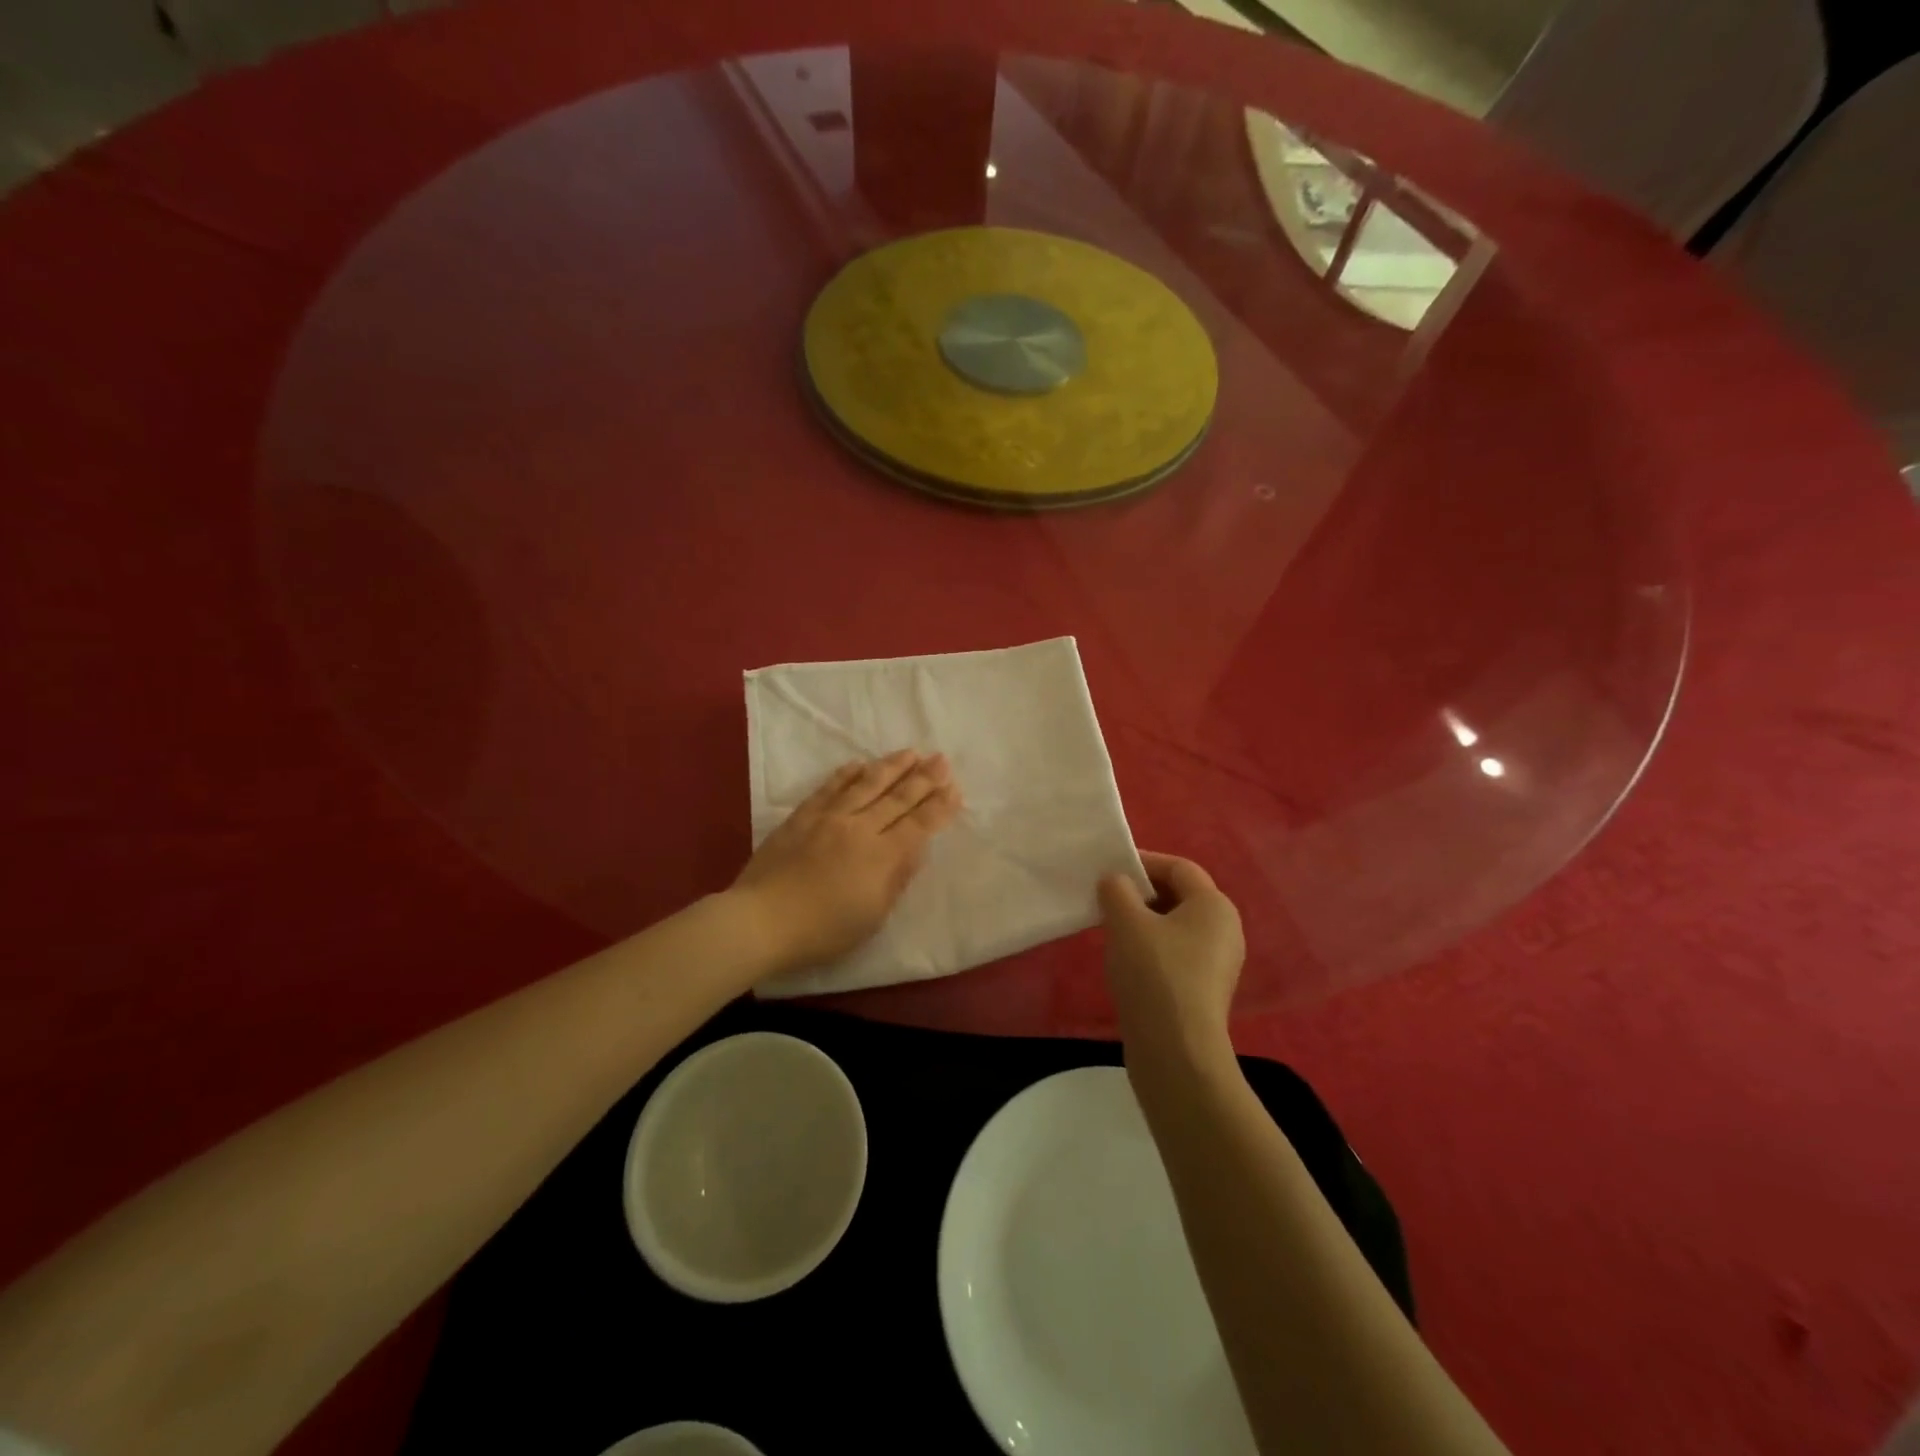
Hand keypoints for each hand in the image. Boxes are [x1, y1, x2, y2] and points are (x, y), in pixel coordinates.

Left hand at [732, 750, 961, 974]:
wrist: (761, 920)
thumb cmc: (823, 931)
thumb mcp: (872, 917)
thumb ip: (896, 879)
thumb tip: (916, 848)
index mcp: (882, 857)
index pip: (919, 824)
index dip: (939, 806)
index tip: (954, 788)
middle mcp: (860, 828)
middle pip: (898, 798)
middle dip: (924, 778)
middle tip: (942, 759)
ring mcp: (829, 818)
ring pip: (867, 784)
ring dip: (892, 766)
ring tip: (911, 752)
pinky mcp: (802, 816)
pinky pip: (830, 787)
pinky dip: (847, 773)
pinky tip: (859, 763)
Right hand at [1098, 852, 1245, 1066]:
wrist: (1176, 1051)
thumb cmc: (1155, 974)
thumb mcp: (1126, 922)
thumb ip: (1117, 890)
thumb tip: (1116, 882)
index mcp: (1214, 905)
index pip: (1179, 867)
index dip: (1144, 861)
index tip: (1109, 868)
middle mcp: (1225, 930)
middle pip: (1179, 896)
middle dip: (1141, 892)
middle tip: (1106, 899)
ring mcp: (1217, 964)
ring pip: (1174, 927)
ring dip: (1142, 922)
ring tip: (1110, 930)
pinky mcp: (1204, 991)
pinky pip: (1175, 954)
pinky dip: (1150, 948)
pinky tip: (1125, 962)